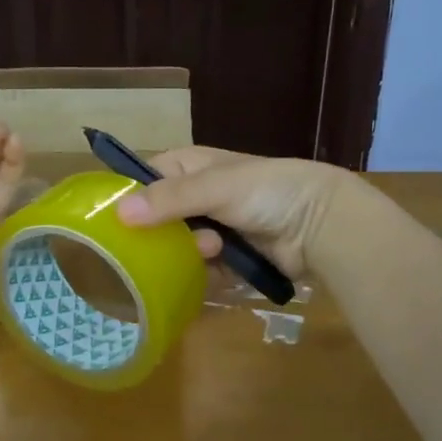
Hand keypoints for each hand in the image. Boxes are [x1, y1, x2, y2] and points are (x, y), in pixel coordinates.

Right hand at [114, 145, 345, 278]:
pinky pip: (202, 270)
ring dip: (193, 254)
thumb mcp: (215, 187)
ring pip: (179, 249)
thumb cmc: (267, 191)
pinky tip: (224, 268)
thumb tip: (119, 212)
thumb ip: (169, 199)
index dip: (132, 196)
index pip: (146, 178)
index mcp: (191, 167)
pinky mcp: (229, 259)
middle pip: (159, 220)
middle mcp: (198, 196)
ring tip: (216, 250)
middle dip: (168, 234)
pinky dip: (209, 273)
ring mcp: (214, 229)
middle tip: (185, 237)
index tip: (119, 220)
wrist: (323, 223)